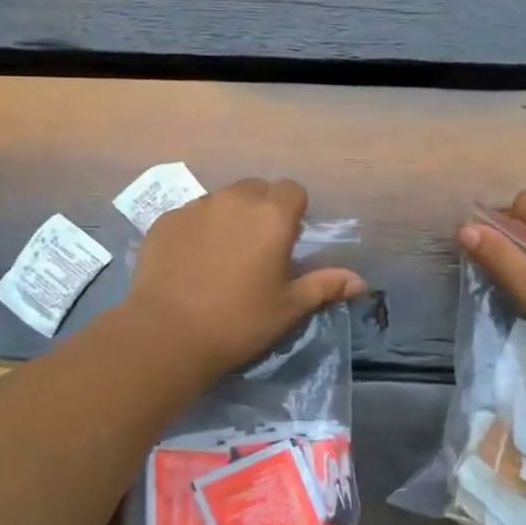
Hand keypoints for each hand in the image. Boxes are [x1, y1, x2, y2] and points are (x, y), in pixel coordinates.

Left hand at [126, 179, 366, 377]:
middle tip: (257, 250)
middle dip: (262, 210)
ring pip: (222, 200)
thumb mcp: (288, 308)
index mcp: (272, 216)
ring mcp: (196, 207)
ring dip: (229, 217)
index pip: (293, 191)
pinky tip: (190, 262)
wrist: (167, 335)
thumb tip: (360, 281)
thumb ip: (324, 285)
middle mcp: (234, 200)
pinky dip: (197, 229)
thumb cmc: (239, 322)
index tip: (288, 242)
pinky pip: (191, 214)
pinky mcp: (165, 220)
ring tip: (221, 256)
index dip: (294, 212)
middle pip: (257, 189)